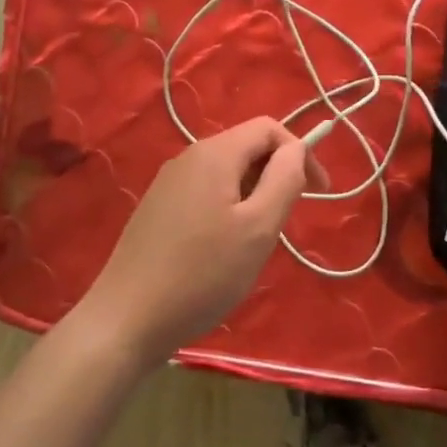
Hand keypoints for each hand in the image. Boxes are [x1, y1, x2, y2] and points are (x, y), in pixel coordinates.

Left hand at [80, 118, 314, 365]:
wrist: (126, 318)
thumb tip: (296, 150)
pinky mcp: (157, 208)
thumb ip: (284, 180)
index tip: (319, 194)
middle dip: (276, 176)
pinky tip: (223, 250)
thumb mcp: (258, 228)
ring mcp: (168, 183)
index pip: (269, 128)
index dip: (301, 153)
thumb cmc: (202, 274)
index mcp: (214, 153)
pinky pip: (205, 193)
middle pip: (246, 148)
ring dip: (253, 196)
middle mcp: (188, 157)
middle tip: (286, 223)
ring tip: (256, 242)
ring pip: (226, 173)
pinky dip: (228, 209)